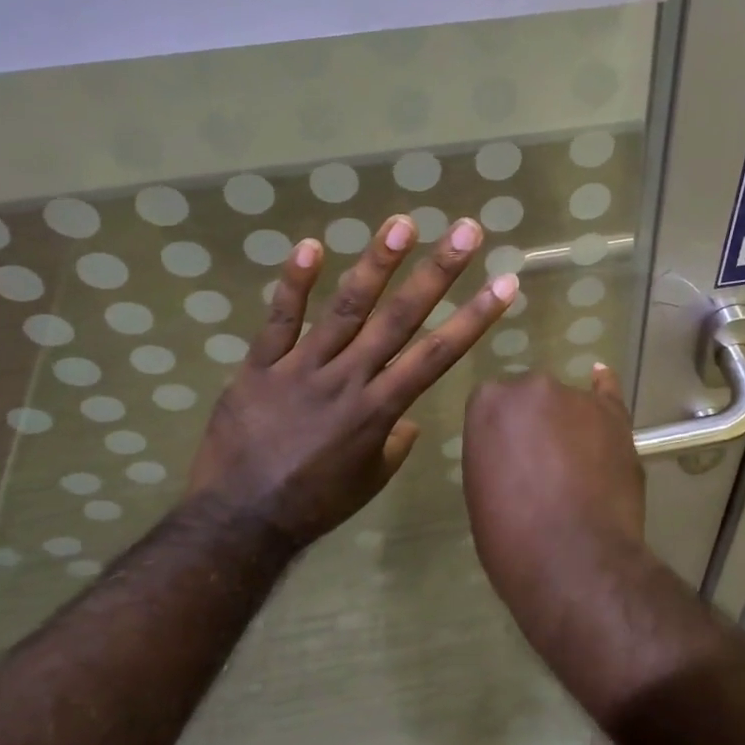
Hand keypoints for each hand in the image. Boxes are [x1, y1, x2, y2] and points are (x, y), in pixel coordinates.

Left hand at [188, 213, 514, 549]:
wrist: (239, 521)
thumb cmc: (314, 504)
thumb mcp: (369, 481)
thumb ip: (393, 444)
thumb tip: (407, 421)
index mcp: (380, 410)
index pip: (438, 355)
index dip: (475, 317)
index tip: (505, 283)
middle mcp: (349, 379)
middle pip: (400, 318)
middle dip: (438, 273)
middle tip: (466, 231)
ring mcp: (302, 369)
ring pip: (345, 308)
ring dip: (377, 264)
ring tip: (402, 224)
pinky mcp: (259, 367)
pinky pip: (278, 320)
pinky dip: (293, 283)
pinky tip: (311, 247)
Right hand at [461, 365, 647, 602]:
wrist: (574, 559)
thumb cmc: (511, 537)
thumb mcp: (481, 491)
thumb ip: (495, 455)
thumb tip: (516, 454)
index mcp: (487, 404)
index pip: (491, 407)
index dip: (502, 436)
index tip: (507, 462)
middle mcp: (531, 388)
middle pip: (530, 400)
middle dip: (534, 427)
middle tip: (540, 468)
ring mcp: (577, 398)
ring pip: (567, 405)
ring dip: (569, 426)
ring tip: (577, 469)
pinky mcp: (615, 417)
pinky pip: (607, 393)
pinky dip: (603, 387)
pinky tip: (600, 377)